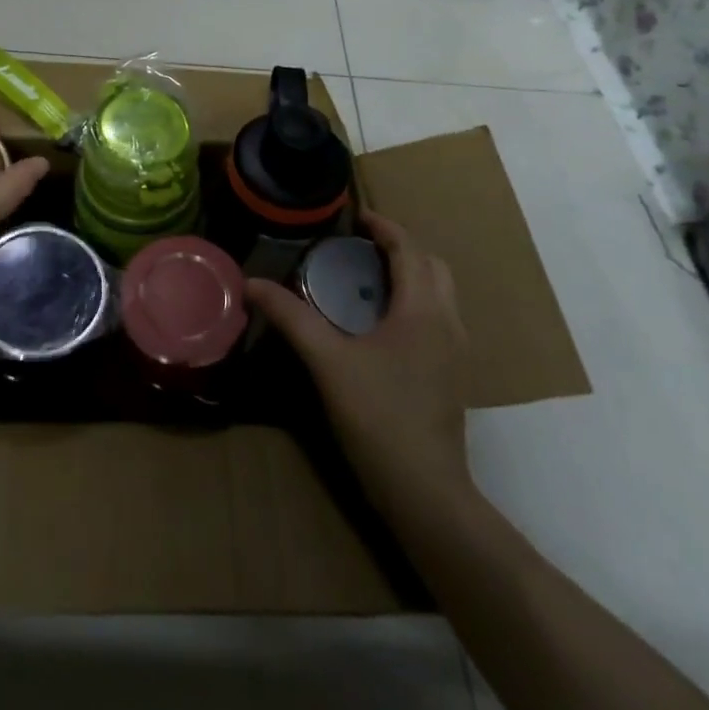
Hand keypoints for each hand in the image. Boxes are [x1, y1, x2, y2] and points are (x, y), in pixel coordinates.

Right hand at [247, 211, 474, 511]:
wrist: (426, 493)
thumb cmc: (378, 417)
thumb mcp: (328, 362)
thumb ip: (291, 318)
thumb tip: (251, 283)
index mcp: (422, 309)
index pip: (409, 249)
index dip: (384, 226)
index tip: (355, 216)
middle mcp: (448, 322)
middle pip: (432, 265)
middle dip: (401, 246)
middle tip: (361, 245)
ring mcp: (456, 351)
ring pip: (440, 292)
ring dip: (411, 273)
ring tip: (370, 277)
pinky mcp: (453, 375)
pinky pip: (439, 317)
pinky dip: (416, 301)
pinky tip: (384, 323)